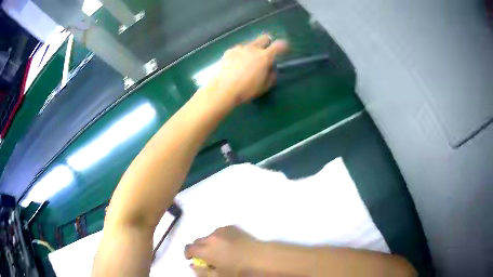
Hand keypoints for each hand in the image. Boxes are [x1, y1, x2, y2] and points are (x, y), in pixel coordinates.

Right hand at [184, 226, 259, 274]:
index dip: (188, 254)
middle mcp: (211, 237)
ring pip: (208, 236)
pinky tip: (228, 244)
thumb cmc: (239, 270)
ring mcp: (221, 230)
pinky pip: (219, 232)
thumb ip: (202, 271)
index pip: (189, 248)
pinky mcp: (231, 227)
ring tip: (219, 250)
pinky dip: (219, 237)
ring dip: (209, 242)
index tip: (191, 259)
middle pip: (197, 241)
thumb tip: (193, 265)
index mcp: (206, 250)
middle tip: (206, 257)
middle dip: (198, 248)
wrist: (260, 257)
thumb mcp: (218, 275)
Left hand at [205, 34, 287, 106]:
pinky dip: (241, 54)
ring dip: (253, 49)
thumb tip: (271, 69)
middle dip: (268, 42)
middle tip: (266, 51)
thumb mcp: (264, 87)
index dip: (284, 45)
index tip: (284, 48)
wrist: (223, 89)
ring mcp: (240, 48)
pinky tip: (236, 64)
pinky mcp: (229, 51)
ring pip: (250, 44)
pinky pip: (239, 49)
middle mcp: (253, 48)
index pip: (279, 45)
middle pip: (264, 38)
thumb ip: (271, 76)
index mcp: (264, 57)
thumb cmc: (246, 90)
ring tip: (247, 61)